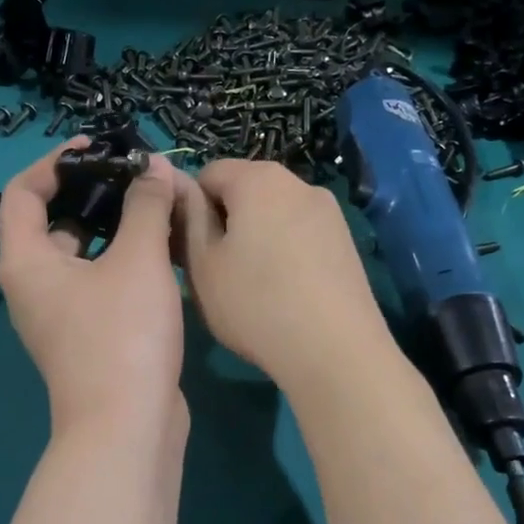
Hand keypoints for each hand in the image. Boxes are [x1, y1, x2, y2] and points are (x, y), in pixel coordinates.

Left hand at [0, 141, 187, 436]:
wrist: (128, 426)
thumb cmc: (123, 335)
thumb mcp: (137, 260)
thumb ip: (145, 205)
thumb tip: (153, 166)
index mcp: (26, 262)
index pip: (23, 191)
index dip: (56, 161)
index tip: (100, 148)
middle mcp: (34, 286)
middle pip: (54, 221)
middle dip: (94, 193)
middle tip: (139, 175)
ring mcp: (61, 315)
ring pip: (83, 255)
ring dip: (116, 227)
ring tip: (157, 205)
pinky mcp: (89, 336)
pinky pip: (100, 282)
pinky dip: (124, 261)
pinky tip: (164, 250)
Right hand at [179, 160, 394, 391]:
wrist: (334, 350)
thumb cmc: (255, 304)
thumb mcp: (203, 264)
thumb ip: (188, 217)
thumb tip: (177, 185)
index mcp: (258, 179)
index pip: (208, 172)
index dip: (191, 206)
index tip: (189, 247)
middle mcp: (298, 183)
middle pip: (246, 190)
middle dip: (226, 221)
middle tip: (216, 270)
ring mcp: (329, 212)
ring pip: (275, 214)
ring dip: (256, 237)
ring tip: (252, 286)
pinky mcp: (346, 241)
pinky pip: (301, 235)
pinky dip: (285, 252)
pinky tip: (285, 292)